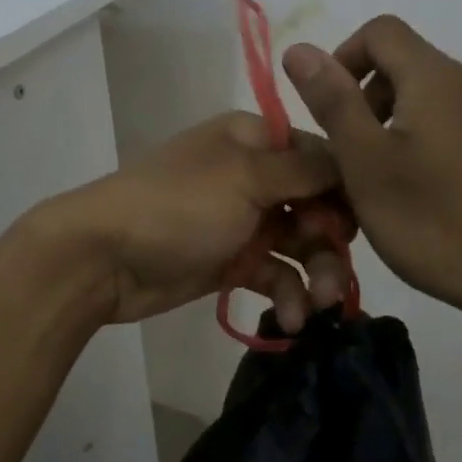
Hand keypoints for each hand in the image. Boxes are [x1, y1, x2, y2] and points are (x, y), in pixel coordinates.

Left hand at [45, 112, 353, 328]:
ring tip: (318, 307)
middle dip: (331, 241)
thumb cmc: (179, 205)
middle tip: (334, 278)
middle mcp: (254, 175)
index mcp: (253, 140)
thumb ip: (304, 169)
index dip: (344, 190)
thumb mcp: (246, 176)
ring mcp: (243, 220)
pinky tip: (291, 321)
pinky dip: (287, 295)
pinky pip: (276, 275)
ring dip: (316, 275)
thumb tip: (350, 160)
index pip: (319, 156)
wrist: (105, 257)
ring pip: (301, 245)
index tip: (357, 224)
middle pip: (316, 205)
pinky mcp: (233, 261)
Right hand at [281, 16, 461, 334]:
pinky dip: (447, 140)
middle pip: (412, 65)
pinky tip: (447, 193)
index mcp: (439, 77)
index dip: (345, 58)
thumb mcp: (366, 165)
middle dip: (375, 100)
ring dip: (410, 123)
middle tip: (361, 159)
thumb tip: (299, 48)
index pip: (381, 31)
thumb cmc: (434, 223)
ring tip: (401, 181)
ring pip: (443, 97)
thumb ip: (333, 101)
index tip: (334, 109)